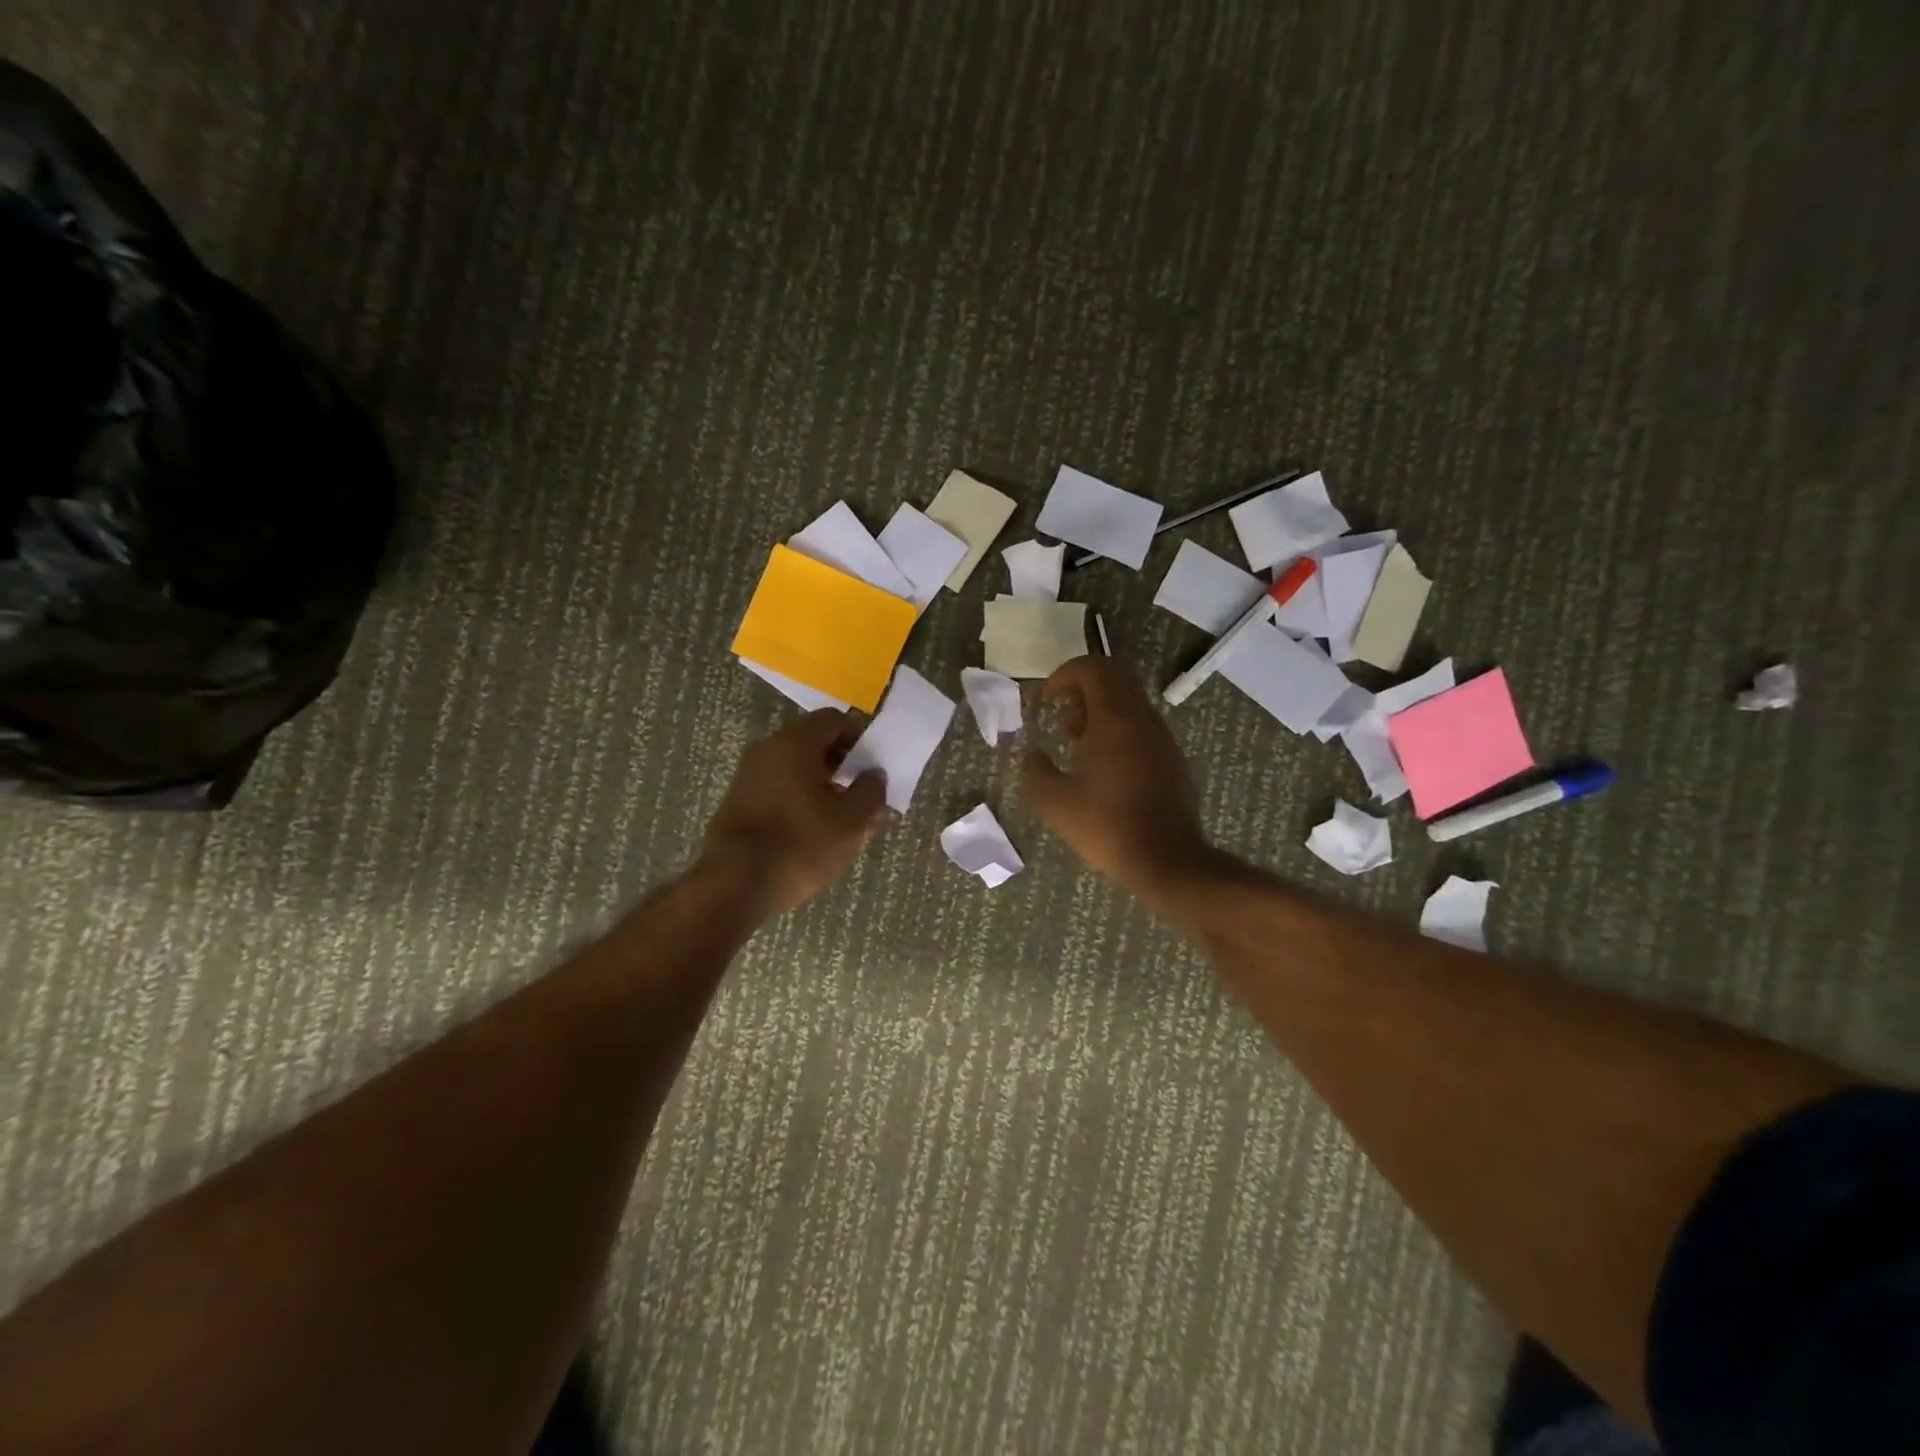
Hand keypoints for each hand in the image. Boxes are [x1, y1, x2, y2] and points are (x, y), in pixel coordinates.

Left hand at [699, 709, 887, 913]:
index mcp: (795, 743)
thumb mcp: (851, 821)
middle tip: (861, 792)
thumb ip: (871, 791)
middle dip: (841, 763)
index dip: (859, 737)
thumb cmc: (801, 844)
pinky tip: (811, 828)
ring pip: (794, 767)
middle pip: (812, 742)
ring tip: (840, 815)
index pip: (833, 719)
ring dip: (819, 783)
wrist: (735, 884)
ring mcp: (747, 775)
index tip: (872, 764)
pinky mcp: (737, 802)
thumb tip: (874, 775)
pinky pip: (777, 787)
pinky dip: (798, 797)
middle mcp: (767, 749)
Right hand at [1022, 657, 1212, 902]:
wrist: (1166, 859)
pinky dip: (1118, 731)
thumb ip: (1035, 770)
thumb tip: (1033, 755)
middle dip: (1081, 691)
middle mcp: (1142, 719)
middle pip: (1113, 679)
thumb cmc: (1106, 826)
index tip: (1047, 699)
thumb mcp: (1054, 802)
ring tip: (1078, 747)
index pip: (1093, 668)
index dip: (1065, 674)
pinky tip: (1103, 768)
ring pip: (1129, 702)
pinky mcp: (1172, 759)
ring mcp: (1162, 738)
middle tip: (1062, 722)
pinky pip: (1141, 726)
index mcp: (1115, 719)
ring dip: (1100, 712)